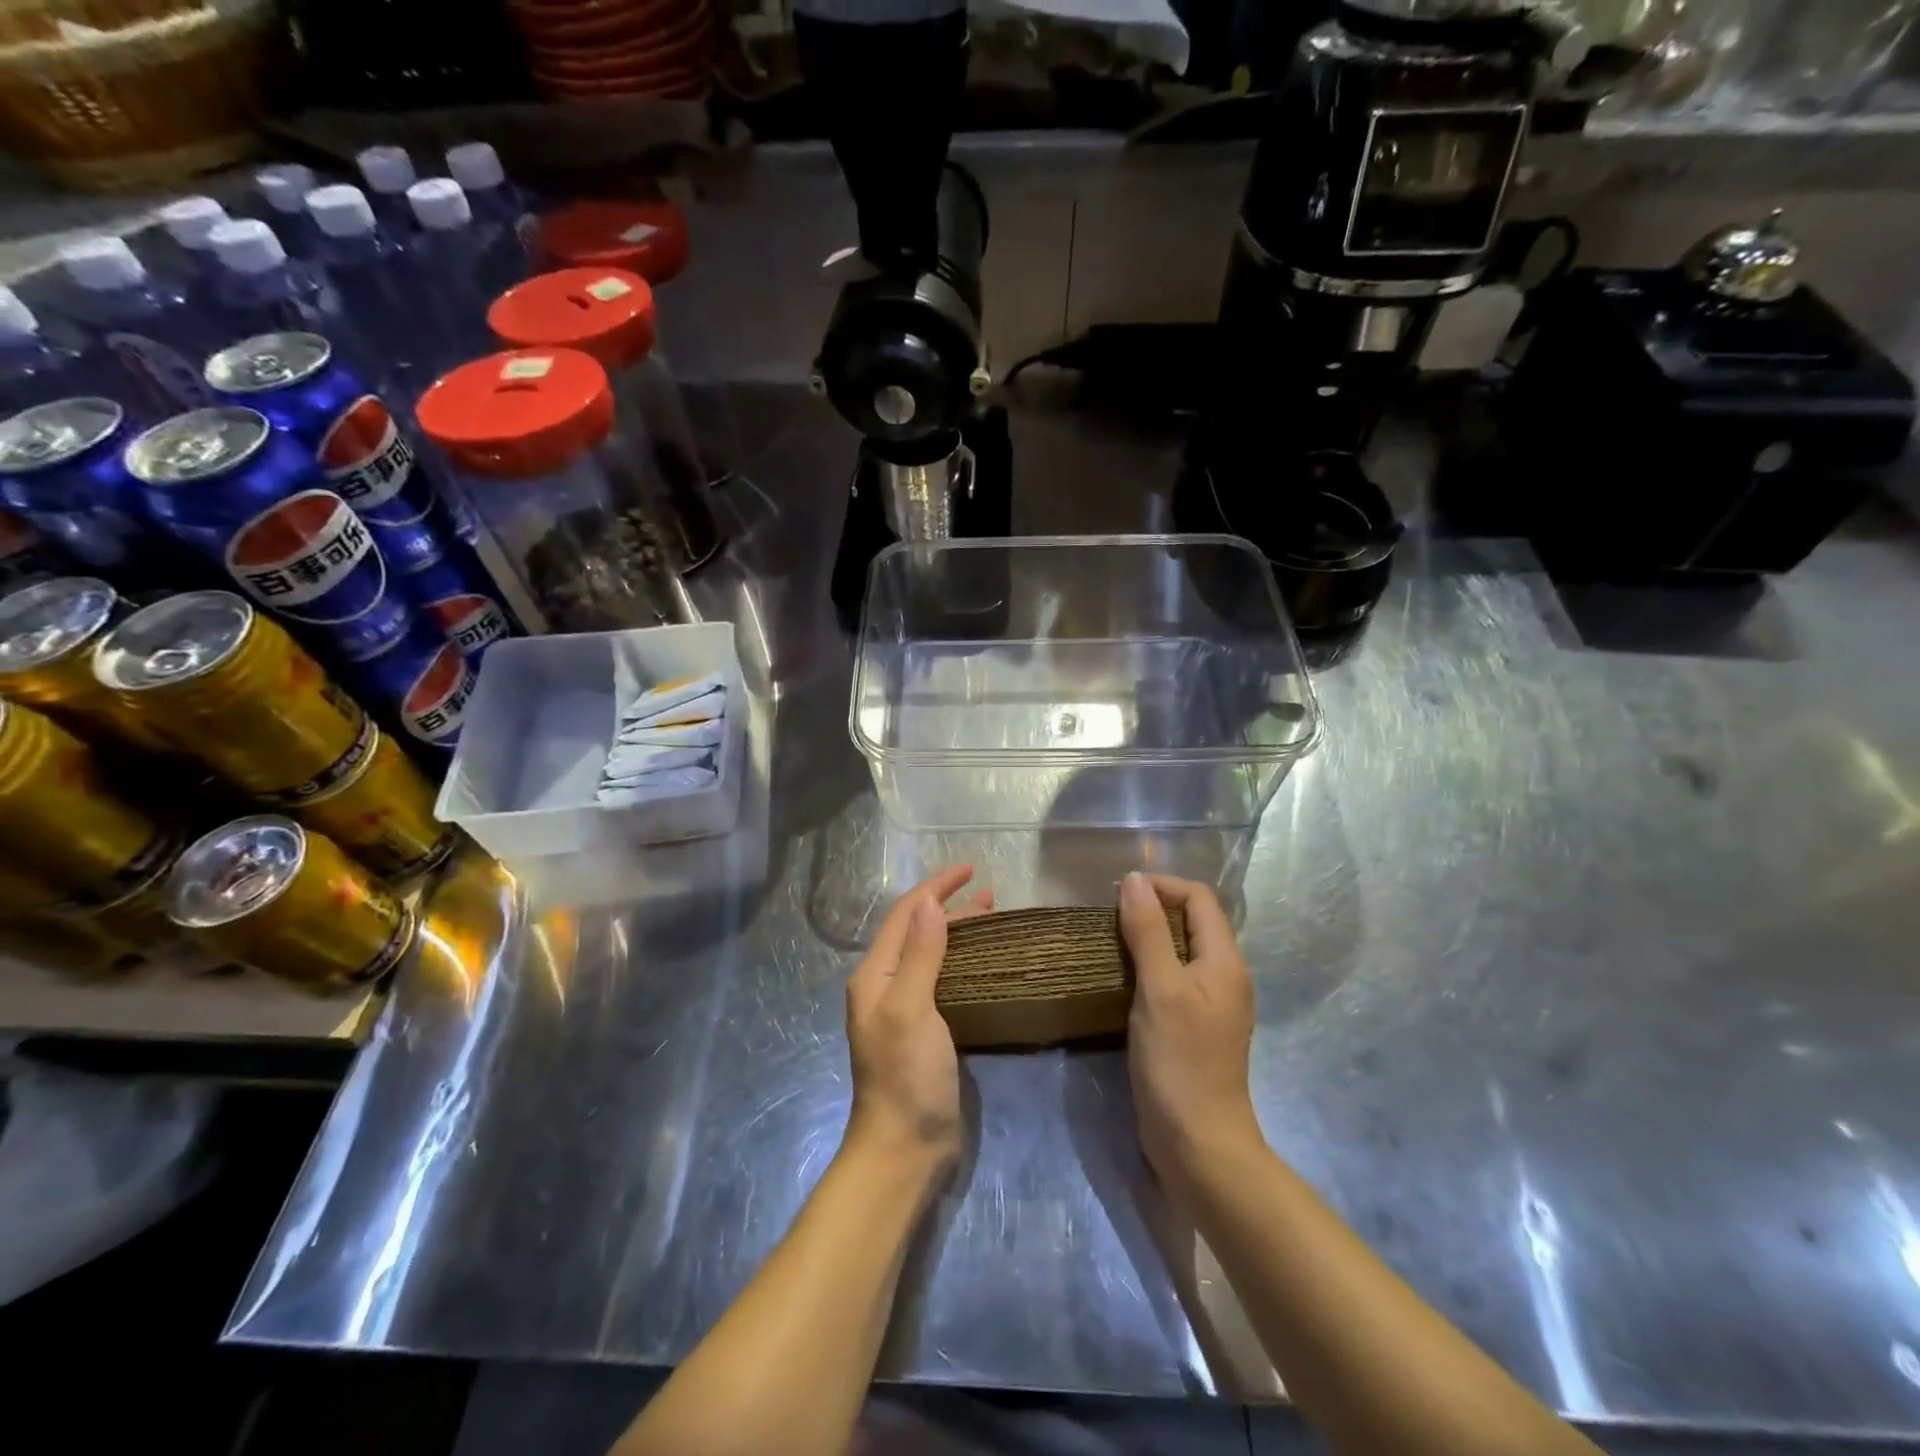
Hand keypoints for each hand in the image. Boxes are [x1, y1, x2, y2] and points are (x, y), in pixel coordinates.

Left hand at [844, 866, 992, 1175]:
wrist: (905, 1149)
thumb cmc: (905, 1076)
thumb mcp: (911, 1009)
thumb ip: (920, 954)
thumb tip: (929, 902)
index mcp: (874, 974)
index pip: (905, 914)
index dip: (936, 887)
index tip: (970, 868)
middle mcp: (885, 985)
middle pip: (917, 930)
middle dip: (949, 906)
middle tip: (989, 894)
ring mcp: (905, 1008)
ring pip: (932, 953)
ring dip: (959, 931)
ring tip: (993, 917)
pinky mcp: (925, 1030)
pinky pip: (944, 979)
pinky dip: (964, 961)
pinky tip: (986, 963)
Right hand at [1118, 872, 1260, 1189]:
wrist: (1198, 1144)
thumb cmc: (1180, 1062)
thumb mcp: (1160, 989)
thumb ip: (1148, 932)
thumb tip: (1134, 879)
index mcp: (1225, 960)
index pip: (1199, 897)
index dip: (1162, 885)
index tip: (1119, 893)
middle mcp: (1224, 975)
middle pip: (1192, 920)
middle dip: (1152, 908)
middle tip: (1108, 915)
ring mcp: (1210, 1003)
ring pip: (1180, 949)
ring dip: (1147, 937)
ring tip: (1108, 940)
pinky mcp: (1193, 1026)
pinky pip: (1172, 977)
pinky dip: (1148, 965)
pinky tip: (1121, 978)